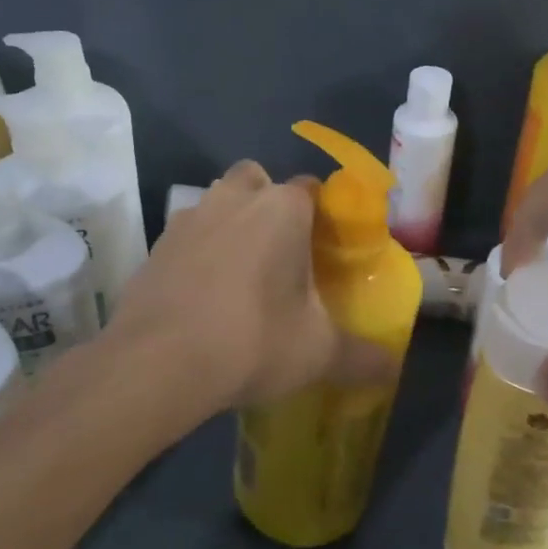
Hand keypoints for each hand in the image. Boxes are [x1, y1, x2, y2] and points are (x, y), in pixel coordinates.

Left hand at [105, 161, 387, 416]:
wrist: (158, 361)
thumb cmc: (252, 340)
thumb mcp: (318, 353)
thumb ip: (361, 356)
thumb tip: (391, 368)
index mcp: (282, 209)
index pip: (311, 188)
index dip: (321, 214)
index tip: (325, 247)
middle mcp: (234, 198)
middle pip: (257, 180)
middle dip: (269, 203)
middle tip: (280, 252)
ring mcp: (189, 217)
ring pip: (217, 202)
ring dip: (230, 222)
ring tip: (240, 274)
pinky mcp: (156, 244)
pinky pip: (186, 235)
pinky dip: (196, 252)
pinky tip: (201, 295)